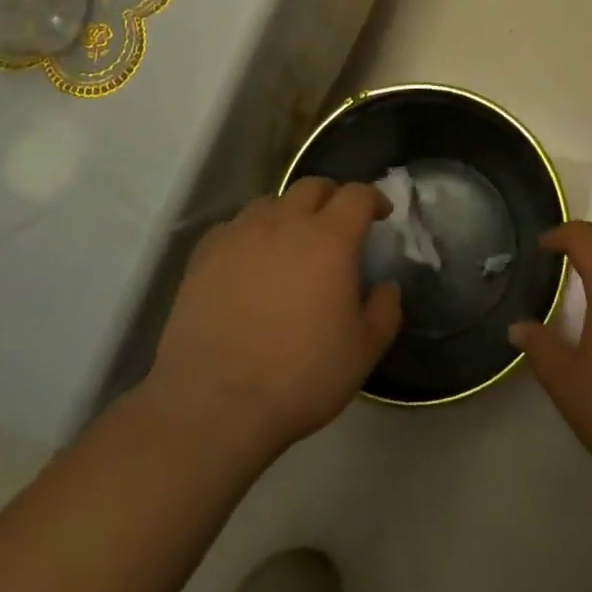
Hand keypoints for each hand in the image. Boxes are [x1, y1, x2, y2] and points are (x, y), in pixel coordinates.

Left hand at [138, 178, 400, 464]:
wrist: (215, 405)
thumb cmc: (300, 376)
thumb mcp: (363, 352)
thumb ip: (385, 310)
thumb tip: (387, 286)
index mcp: (330, 238)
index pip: (357, 195)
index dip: (373, 198)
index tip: (380, 214)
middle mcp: (285, 222)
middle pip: (313, 186)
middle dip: (332, 196)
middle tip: (339, 222)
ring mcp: (240, 235)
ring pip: (270, 202)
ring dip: (289, 212)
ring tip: (291, 240)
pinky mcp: (204, 255)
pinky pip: (233, 227)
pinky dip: (249, 233)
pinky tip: (249, 260)